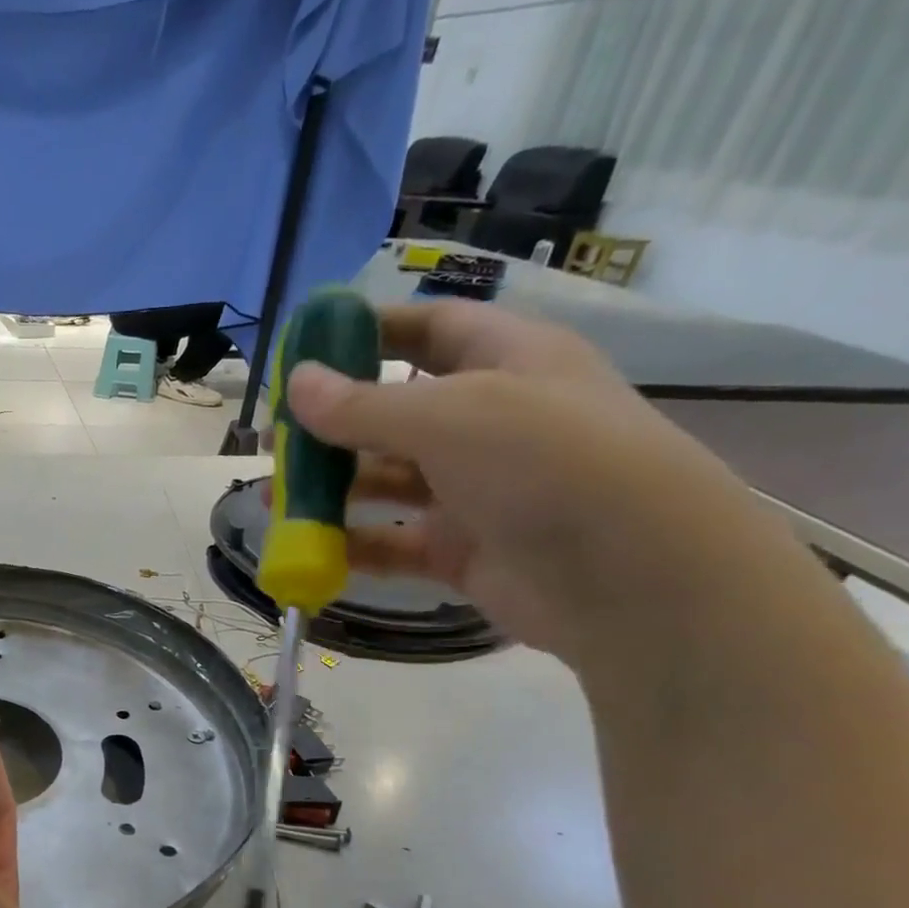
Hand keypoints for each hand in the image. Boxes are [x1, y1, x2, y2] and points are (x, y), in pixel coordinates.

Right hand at [284, 300, 772, 662]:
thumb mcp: (450, 418)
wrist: (634, 578)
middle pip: (394, 412)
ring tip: (273, 501)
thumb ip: (363, 406)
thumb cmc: (548, 464)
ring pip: (387, 481)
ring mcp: (474, 490)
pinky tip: (310, 550)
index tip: (305, 349)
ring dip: (332, 489)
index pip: (429, 329)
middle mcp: (489, 421)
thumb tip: (295, 384)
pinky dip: (353, 544)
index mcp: (506, 362)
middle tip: (274, 442)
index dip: (368, 332)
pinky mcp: (461, 549)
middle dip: (333, 426)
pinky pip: (393, 541)